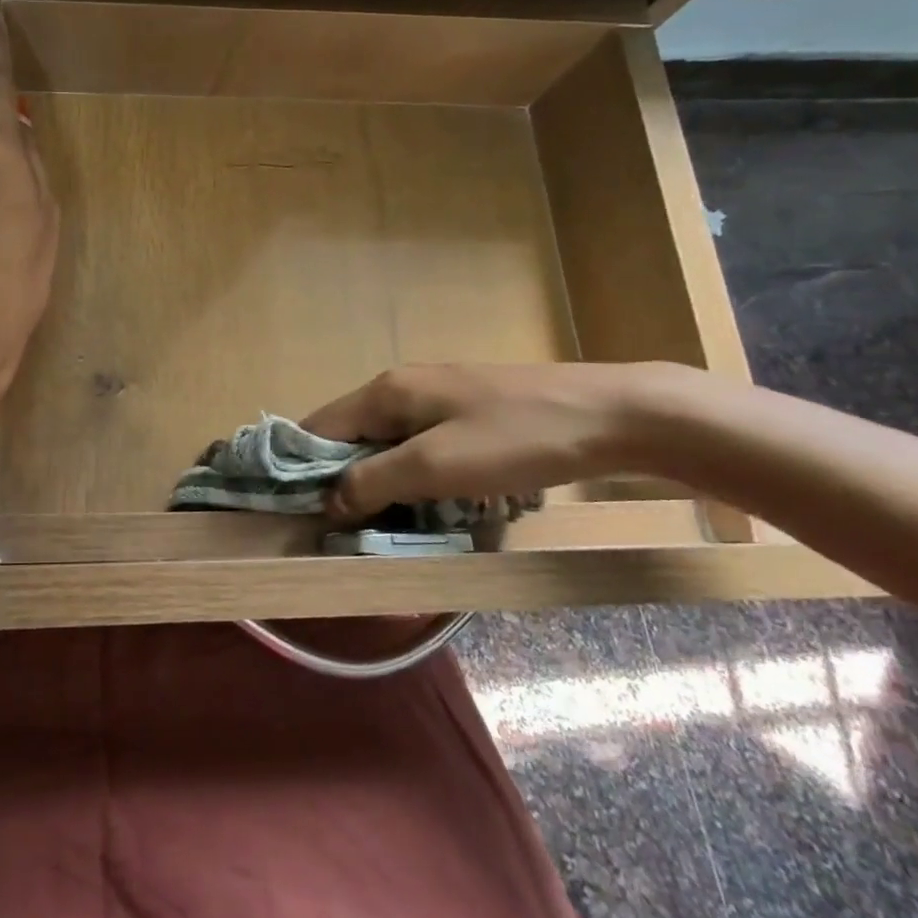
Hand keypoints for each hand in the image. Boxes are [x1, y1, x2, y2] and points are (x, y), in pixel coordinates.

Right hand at [302, 362, 680, 517]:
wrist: (617, 415)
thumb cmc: (517, 439)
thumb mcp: (436, 467)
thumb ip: (373, 481)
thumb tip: (327, 501)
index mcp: (385, 392)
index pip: (318, 427)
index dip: (301, 469)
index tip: (300, 514)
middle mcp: (402, 387)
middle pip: (350, 436)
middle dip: (343, 480)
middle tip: (348, 530)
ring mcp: (438, 397)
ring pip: (387, 443)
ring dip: (381, 482)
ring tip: (387, 526)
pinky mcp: (469, 412)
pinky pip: (420, 446)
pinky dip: (413, 476)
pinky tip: (431, 504)